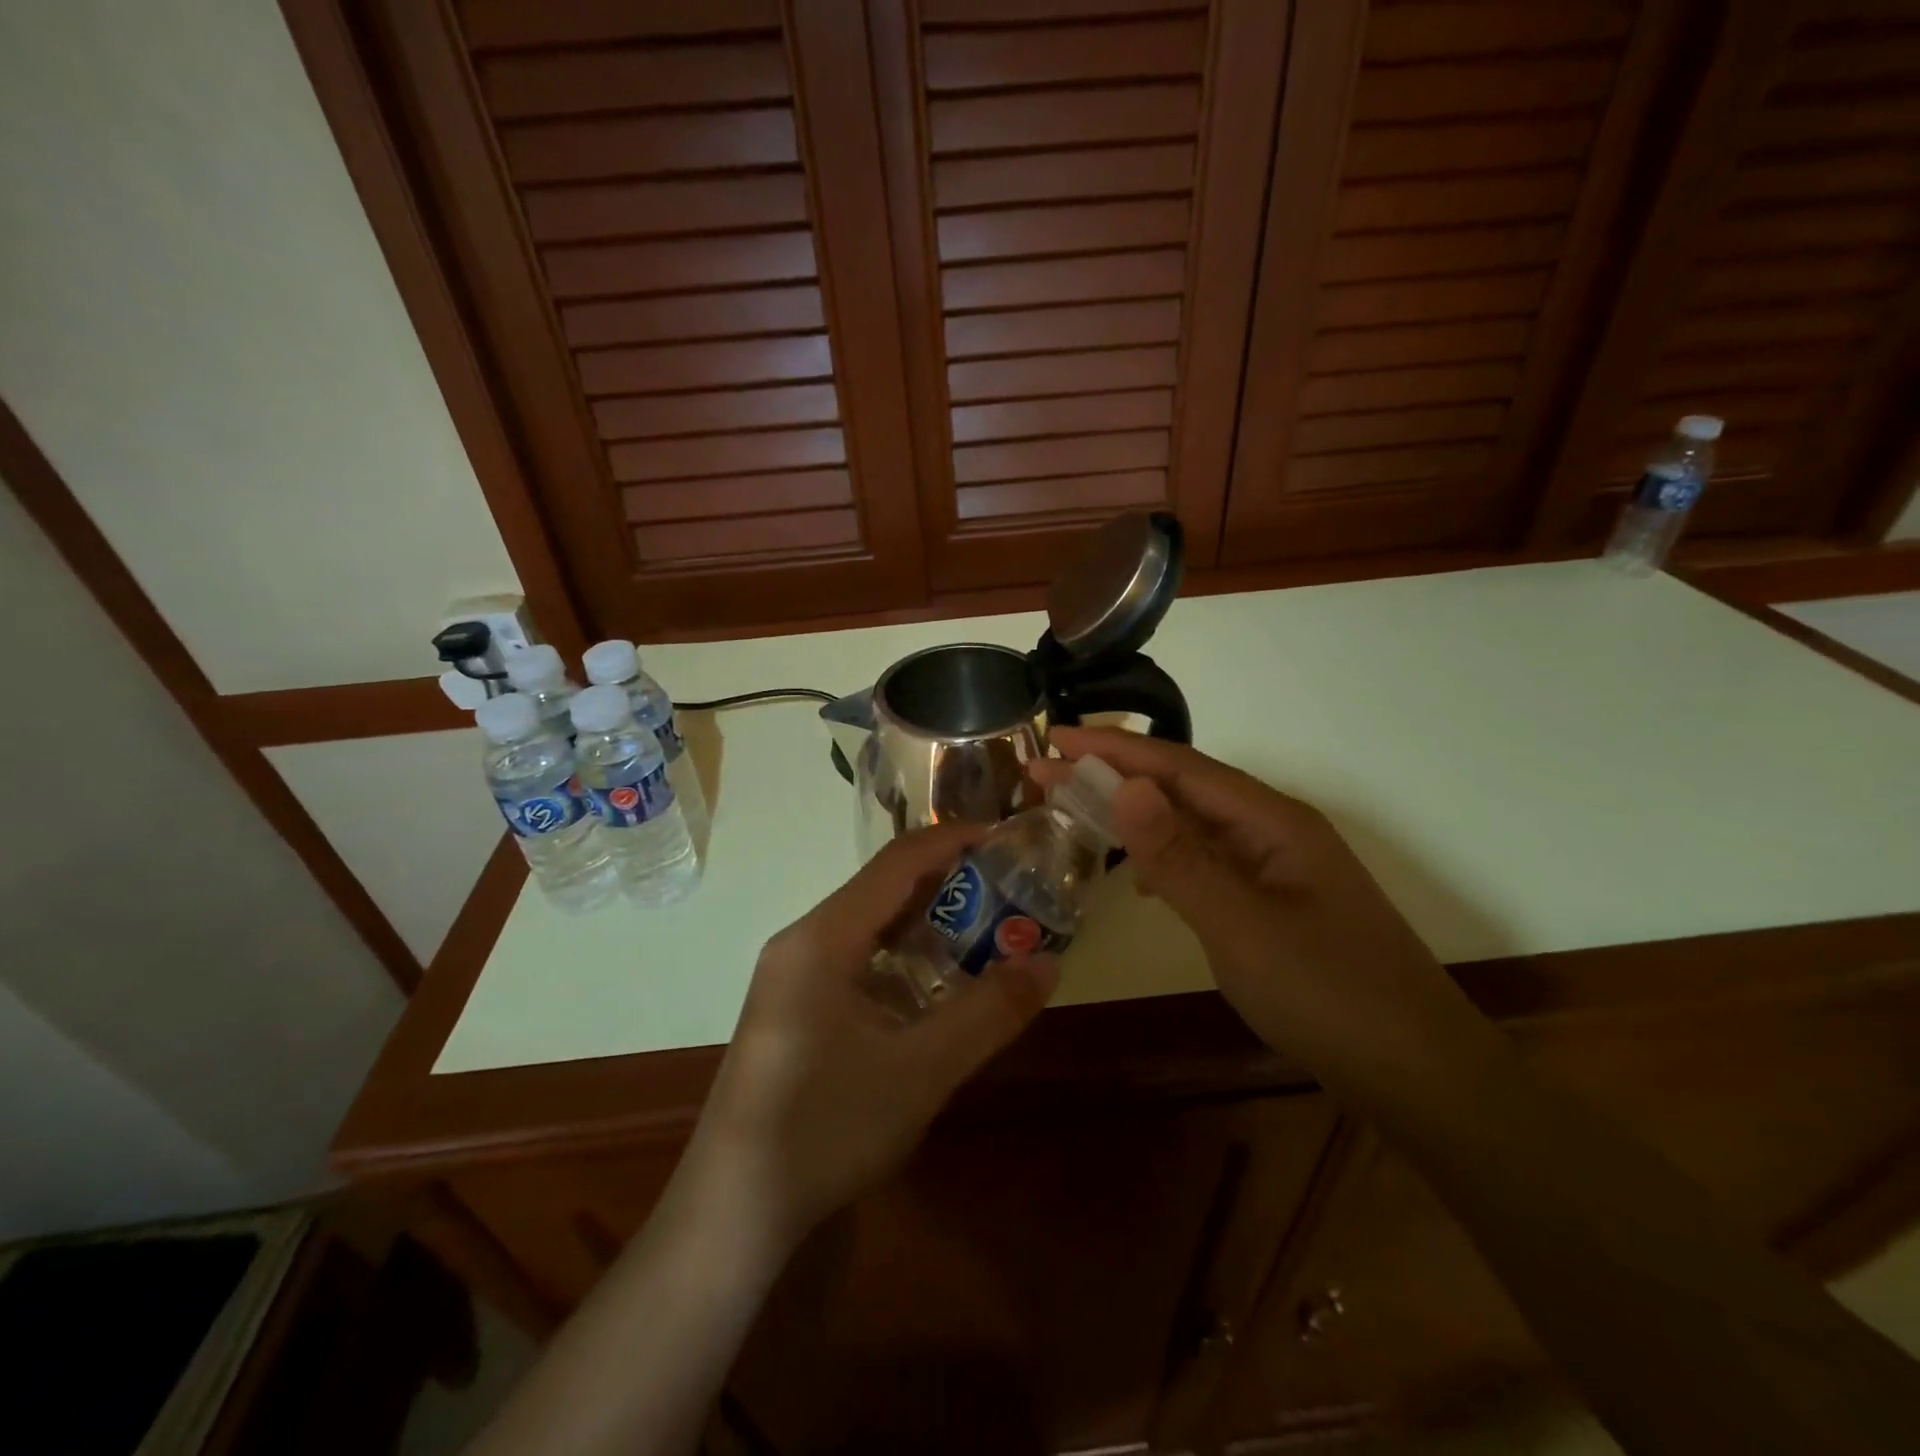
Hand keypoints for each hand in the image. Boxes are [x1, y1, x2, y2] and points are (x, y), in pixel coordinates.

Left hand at [688, 823, 1059, 1249]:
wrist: (732, 1213)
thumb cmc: (825, 1130)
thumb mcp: (920, 1072)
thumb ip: (988, 1013)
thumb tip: (1048, 962)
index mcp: (822, 938)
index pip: (897, 863)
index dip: (953, 841)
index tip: (1007, 838)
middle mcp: (802, 942)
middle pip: (883, 888)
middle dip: (948, 882)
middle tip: (1010, 888)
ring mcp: (792, 976)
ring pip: (870, 925)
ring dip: (926, 921)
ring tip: (986, 929)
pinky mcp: (794, 1007)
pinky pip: (856, 959)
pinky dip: (902, 956)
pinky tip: (937, 986)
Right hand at [1033, 727, 1485, 1097]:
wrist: (1418, 1075)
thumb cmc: (1330, 995)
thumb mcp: (1241, 926)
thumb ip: (1179, 857)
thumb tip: (1125, 784)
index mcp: (1273, 821)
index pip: (1179, 767)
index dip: (1114, 749)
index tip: (1056, 738)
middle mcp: (1274, 831)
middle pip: (1184, 788)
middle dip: (1115, 775)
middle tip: (1047, 772)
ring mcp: (1276, 868)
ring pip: (1194, 825)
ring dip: (1137, 815)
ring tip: (1081, 811)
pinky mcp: (1273, 904)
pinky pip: (1207, 862)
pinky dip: (1164, 858)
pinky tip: (1141, 879)